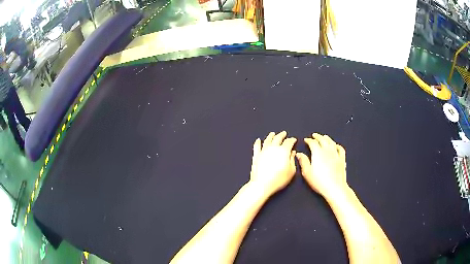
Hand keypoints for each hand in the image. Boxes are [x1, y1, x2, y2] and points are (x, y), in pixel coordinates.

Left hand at [249, 131, 296, 196]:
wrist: (262, 184)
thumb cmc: (278, 179)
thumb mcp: (291, 171)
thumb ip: (292, 160)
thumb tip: (293, 153)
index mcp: (283, 151)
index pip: (289, 142)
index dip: (292, 140)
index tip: (294, 140)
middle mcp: (273, 148)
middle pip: (278, 138)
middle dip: (282, 135)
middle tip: (284, 133)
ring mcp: (263, 151)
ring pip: (267, 140)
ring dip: (271, 136)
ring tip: (273, 134)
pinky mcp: (256, 156)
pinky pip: (257, 147)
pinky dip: (257, 142)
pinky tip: (258, 140)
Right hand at [296, 133, 346, 197]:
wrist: (335, 187)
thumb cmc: (319, 181)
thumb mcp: (307, 173)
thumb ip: (303, 161)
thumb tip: (299, 154)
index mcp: (318, 153)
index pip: (312, 143)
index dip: (308, 140)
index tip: (306, 140)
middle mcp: (327, 151)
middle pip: (323, 140)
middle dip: (318, 137)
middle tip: (314, 135)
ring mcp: (336, 154)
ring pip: (331, 142)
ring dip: (327, 138)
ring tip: (324, 137)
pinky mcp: (342, 159)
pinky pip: (340, 149)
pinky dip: (337, 145)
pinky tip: (336, 145)